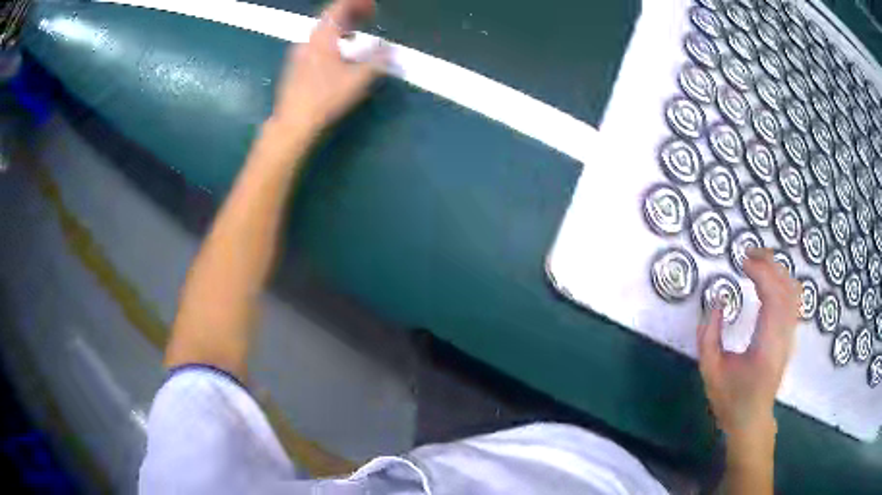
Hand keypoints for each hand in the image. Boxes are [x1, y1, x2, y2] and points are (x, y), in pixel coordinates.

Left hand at [270, 0, 387, 139]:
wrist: (293, 124)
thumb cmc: (325, 99)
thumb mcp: (359, 79)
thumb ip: (377, 60)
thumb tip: (390, 49)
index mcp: (322, 37)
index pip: (338, 8)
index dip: (356, 3)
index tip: (372, 4)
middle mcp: (307, 40)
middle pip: (329, 18)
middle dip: (350, 13)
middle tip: (368, 14)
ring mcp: (298, 54)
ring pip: (322, 32)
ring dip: (341, 27)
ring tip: (357, 33)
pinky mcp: (295, 68)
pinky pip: (316, 44)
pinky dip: (332, 40)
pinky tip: (339, 53)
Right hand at [697, 248, 800, 441]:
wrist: (752, 419)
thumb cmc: (730, 399)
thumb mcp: (710, 371)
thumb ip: (709, 334)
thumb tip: (719, 299)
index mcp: (766, 345)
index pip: (773, 297)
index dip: (760, 272)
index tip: (742, 261)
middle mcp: (784, 336)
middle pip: (786, 287)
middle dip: (770, 263)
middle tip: (749, 254)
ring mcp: (790, 335)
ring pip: (794, 291)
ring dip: (778, 270)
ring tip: (759, 262)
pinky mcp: (790, 336)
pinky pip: (794, 300)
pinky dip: (784, 282)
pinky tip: (772, 280)